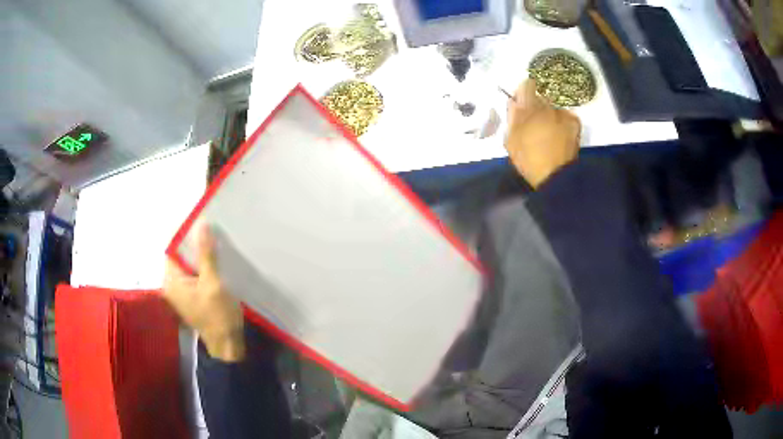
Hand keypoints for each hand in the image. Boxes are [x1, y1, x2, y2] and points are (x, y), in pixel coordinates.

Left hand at [163, 224, 245, 361]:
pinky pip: (193, 274)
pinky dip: (202, 266)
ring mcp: (181, 292)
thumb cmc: (218, 315)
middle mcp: (171, 285)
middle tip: (210, 228)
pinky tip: (215, 259)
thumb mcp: (213, 283)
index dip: (184, 234)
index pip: (172, 249)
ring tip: (214, 239)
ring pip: (188, 265)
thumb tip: (202, 224)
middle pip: (179, 256)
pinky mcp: (191, 296)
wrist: (228, 344)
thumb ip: (206, 254)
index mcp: (171, 281)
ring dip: (199, 254)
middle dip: (193, 243)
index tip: (199, 220)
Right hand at [505, 79, 581, 187]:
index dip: (522, 93)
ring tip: (548, 136)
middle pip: (540, 99)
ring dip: (549, 117)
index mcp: (530, 107)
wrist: (556, 176)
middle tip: (533, 127)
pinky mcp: (574, 123)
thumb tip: (514, 102)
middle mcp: (548, 106)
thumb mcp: (511, 140)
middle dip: (535, 109)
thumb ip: (512, 117)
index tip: (520, 105)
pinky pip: (565, 117)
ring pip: (553, 109)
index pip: (527, 85)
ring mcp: (563, 114)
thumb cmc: (529, 159)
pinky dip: (562, 123)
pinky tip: (559, 137)